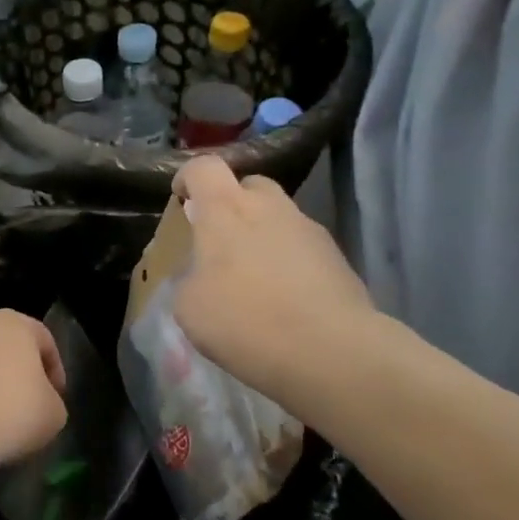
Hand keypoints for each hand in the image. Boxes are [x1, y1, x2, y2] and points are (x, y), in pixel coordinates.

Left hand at [0, 309, 67, 484]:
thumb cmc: (5, 413)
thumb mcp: (53, 416)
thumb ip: (53, 404)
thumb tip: (38, 404)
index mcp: (14, 324)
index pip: (45, 340)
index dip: (56, 372)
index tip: (56, 401)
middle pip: (7, 350)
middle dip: (18, 378)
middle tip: (26, 412)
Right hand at [171, 158, 378, 407]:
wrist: (329, 351)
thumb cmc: (244, 321)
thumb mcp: (189, 305)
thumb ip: (190, 276)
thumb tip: (203, 273)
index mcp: (225, 210)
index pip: (204, 168)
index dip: (188, 178)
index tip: (182, 201)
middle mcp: (269, 207)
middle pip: (249, 185)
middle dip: (232, 205)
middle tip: (221, 242)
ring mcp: (308, 229)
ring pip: (279, 216)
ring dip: (262, 235)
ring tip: (254, 279)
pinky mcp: (336, 257)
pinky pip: (302, 247)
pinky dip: (288, 261)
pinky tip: (284, 299)